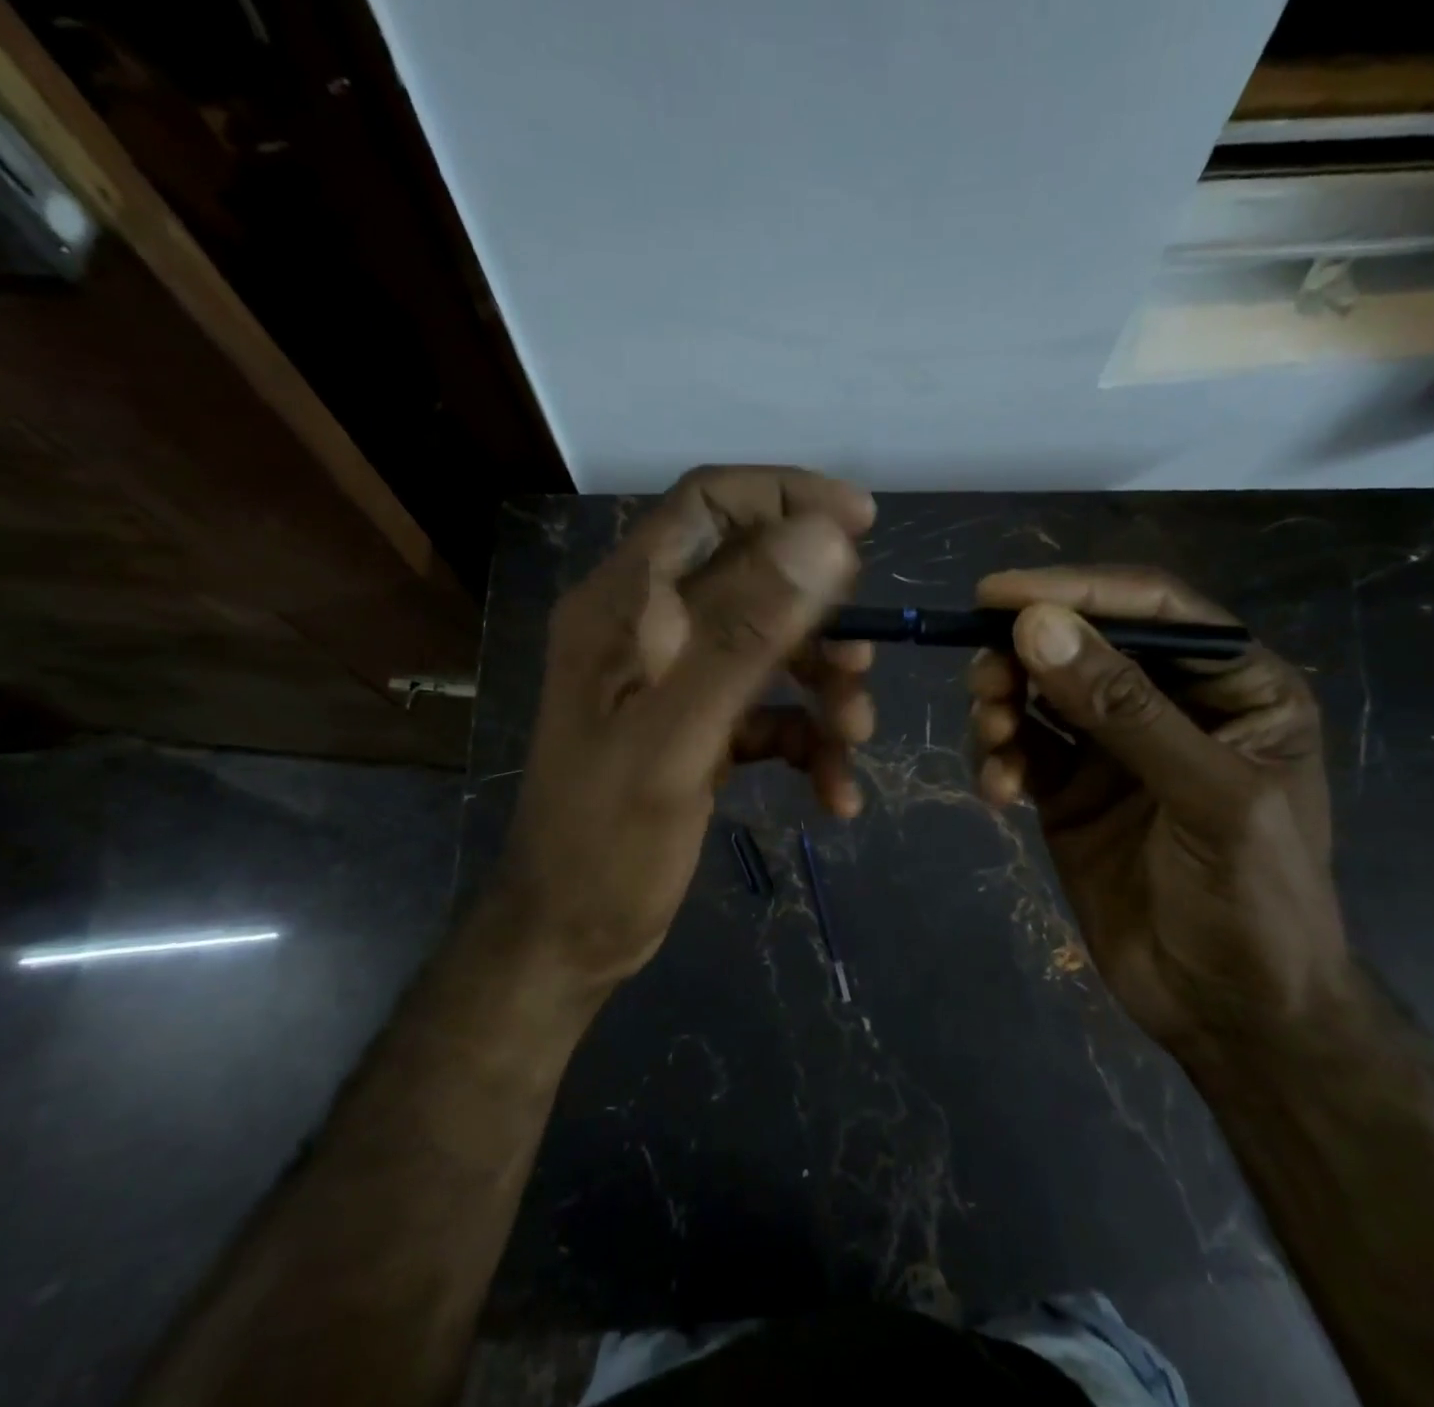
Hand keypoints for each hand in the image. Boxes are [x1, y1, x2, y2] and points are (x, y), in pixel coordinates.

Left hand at [500, 466, 876, 988]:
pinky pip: (770, 710)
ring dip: (824, 686)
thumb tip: (822, 538)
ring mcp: (676, 681)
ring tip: (855, 739)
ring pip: (772, 647)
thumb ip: (744, 635)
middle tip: (861, 662)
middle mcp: (649, 629)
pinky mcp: (699, 727)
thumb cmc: (607, 841)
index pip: (707, 504)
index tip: (861, 523)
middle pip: (753, 577)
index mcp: (625, 606)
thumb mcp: (677, 736)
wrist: (571, 936)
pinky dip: (808, 740)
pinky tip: (835, 792)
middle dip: (819, 615)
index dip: (785, 496)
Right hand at [967, 567, 1347, 1054]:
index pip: (1152, 610)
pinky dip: (996, 757)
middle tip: (985, 682)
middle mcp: (1167, 704)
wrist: (1228, 1015)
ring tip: (993, 739)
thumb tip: (1036, 627)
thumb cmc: (1255, 903)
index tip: (998, 594)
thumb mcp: (1208, 798)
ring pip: (1039, 692)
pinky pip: (1019, 748)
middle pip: (1082, 644)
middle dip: (1024, 656)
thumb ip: (1123, 710)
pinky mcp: (1067, 789)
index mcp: (1233, 687)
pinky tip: (996, 791)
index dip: (1076, 591)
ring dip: (1003, 704)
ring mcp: (1111, 747)